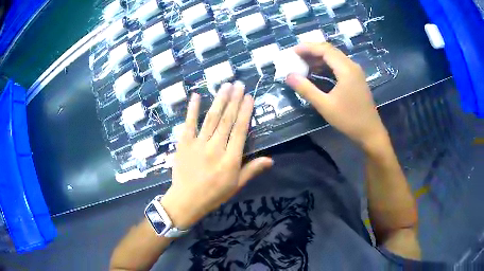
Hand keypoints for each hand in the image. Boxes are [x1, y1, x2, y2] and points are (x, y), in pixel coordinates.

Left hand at [161, 82, 272, 229]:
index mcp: (231, 159)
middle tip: (239, 84)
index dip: (245, 112)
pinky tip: (197, 95)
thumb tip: (271, 159)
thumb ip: (252, 170)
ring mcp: (198, 144)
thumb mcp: (236, 185)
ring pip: (211, 118)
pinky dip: (192, 109)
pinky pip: (189, 124)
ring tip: (225, 85)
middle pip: (227, 120)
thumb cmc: (214, 194)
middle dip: (234, 100)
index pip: (240, 130)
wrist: (186, 200)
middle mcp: (216, 148)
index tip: (249, 97)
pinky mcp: (184, 144)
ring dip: (219, 100)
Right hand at [285, 43, 388, 149]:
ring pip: (335, 57)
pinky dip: (327, 65)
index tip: (292, 52)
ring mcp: (355, 71)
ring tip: (303, 64)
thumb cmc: (349, 119)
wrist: (370, 132)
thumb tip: (288, 76)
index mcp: (346, 69)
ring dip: (319, 58)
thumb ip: (306, 89)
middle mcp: (352, 66)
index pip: (325, 49)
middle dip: (312, 51)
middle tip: (296, 57)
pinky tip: (317, 72)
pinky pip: (339, 65)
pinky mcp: (356, 78)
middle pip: (330, 50)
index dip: (307, 48)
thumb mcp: (325, 106)